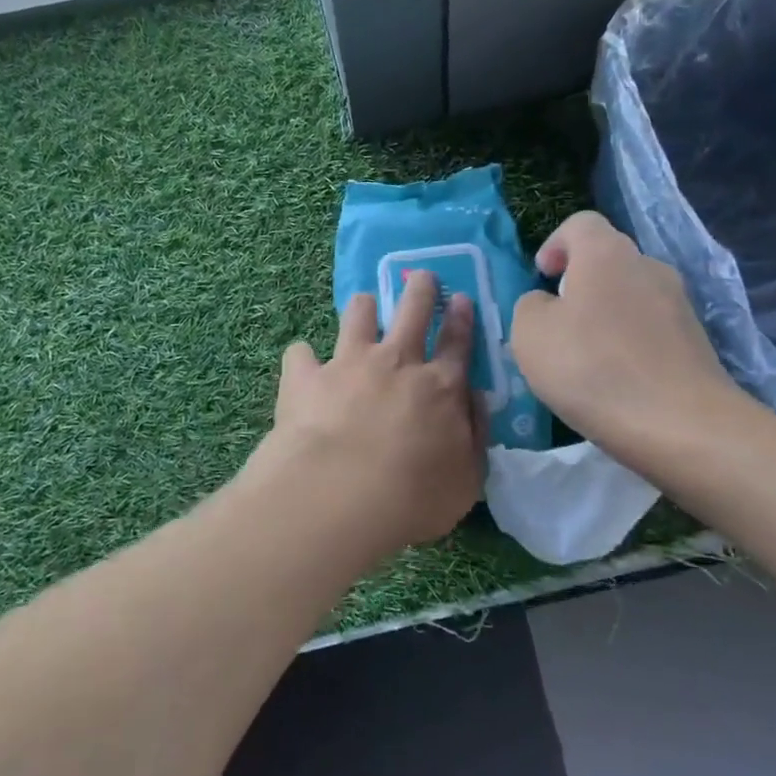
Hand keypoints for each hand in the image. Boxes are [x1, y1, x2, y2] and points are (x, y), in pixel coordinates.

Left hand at [267, 272, 486, 547]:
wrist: (338, 496)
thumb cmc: (412, 497)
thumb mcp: (467, 479)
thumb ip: (476, 435)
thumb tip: (476, 399)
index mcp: (440, 386)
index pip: (457, 343)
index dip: (461, 319)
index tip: (460, 299)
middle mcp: (397, 362)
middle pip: (412, 310)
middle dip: (420, 290)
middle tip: (422, 278)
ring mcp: (349, 363)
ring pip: (357, 315)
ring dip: (363, 307)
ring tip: (363, 306)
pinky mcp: (306, 377)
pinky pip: (300, 354)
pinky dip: (302, 358)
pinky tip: (302, 365)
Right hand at [512, 212, 749, 470]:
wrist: (681, 424)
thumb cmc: (593, 368)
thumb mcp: (530, 335)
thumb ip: (529, 306)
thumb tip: (546, 304)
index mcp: (606, 253)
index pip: (580, 223)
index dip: (555, 244)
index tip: (542, 277)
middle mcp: (648, 266)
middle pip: (608, 259)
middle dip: (579, 283)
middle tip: (557, 322)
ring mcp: (678, 303)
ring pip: (631, 295)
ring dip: (605, 315)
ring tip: (586, 358)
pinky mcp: (696, 340)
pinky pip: (651, 328)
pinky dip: (630, 343)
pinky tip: (618, 380)